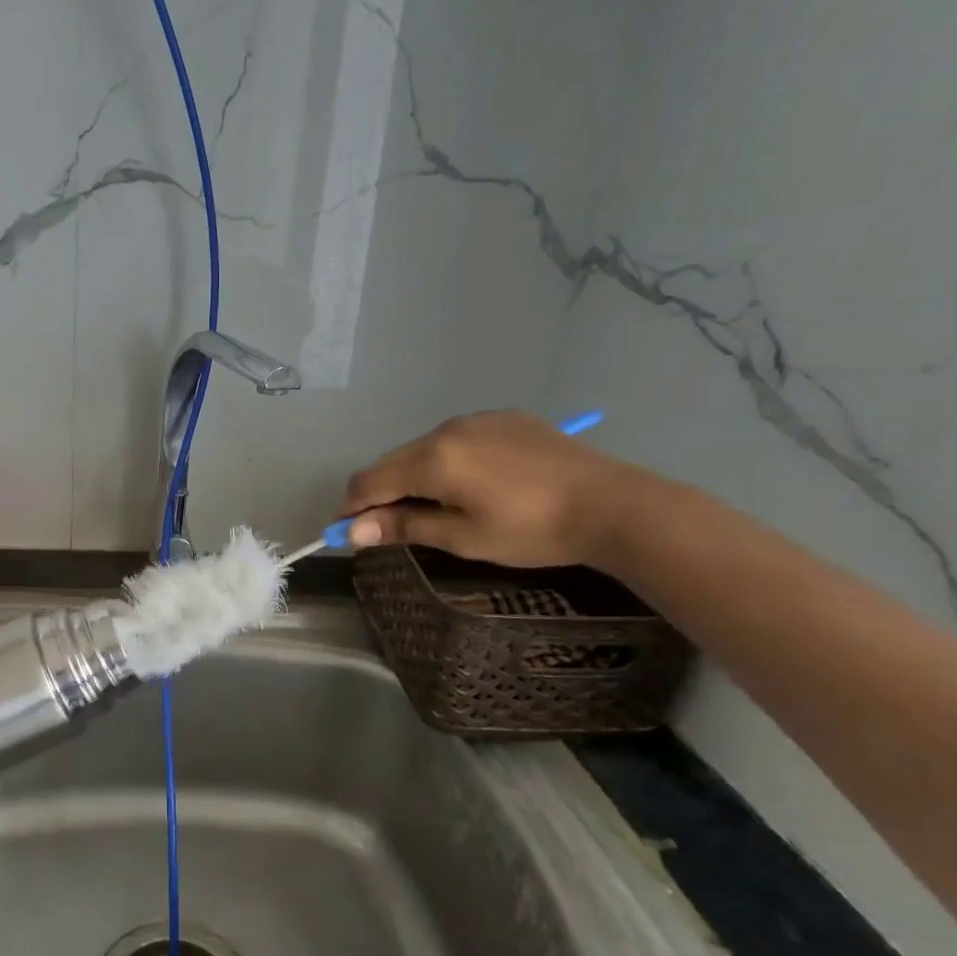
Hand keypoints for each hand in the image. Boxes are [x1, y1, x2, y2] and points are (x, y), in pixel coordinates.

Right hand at [342, 411, 637, 566]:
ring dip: (412, 475)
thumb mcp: (463, 537)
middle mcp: (446, 429)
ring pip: (423, 447)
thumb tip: (353, 532)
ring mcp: (477, 419)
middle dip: (379, 492)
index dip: (351, 508)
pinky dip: (444, 461)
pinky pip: (456, 438)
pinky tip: (468, 484)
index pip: (370, 480)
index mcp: (433, 458)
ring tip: (429, 507)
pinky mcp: (505, 418)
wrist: (612, 504)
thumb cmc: (531, 530)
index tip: (344, 533)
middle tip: (384, 526)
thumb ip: (404, 526)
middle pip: (392, 461)